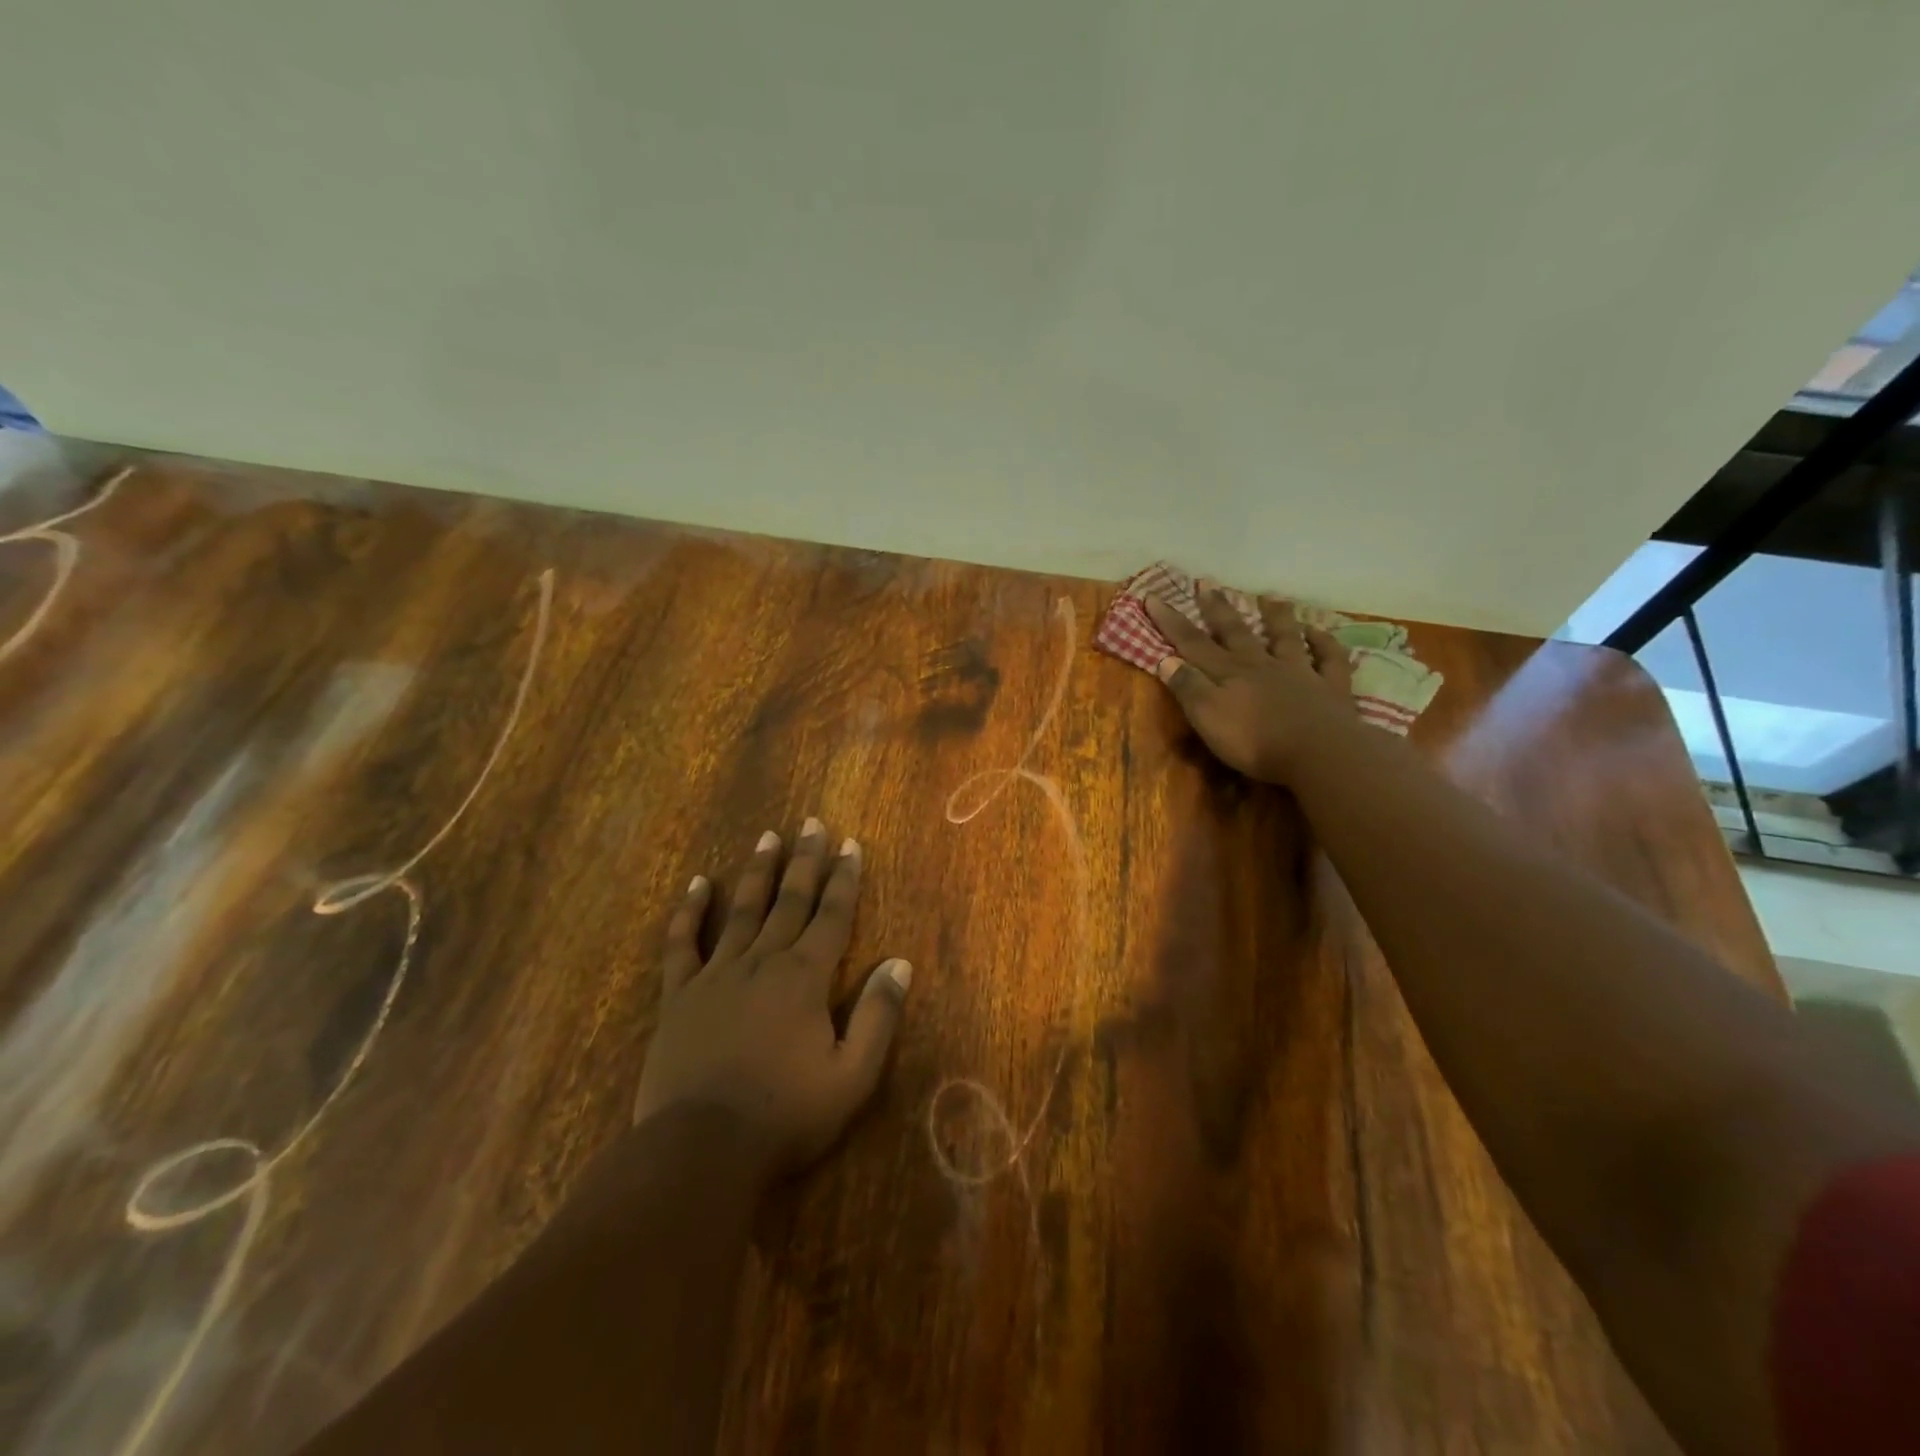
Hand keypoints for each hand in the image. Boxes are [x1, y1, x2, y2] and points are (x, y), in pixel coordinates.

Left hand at [632, 821, 911, 1176]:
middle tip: (812, 823)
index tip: (851, 844)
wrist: (700, 1149)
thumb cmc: (785, 1115)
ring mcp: (717, 975)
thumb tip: (899, 964)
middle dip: (805, 860)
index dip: (845, 879)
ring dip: (758, 871)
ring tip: (768, 837)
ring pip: (742, 910)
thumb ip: (878, 1016)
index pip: (832, 915)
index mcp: (805, 978)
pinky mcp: (680, 996)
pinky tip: (697, 884)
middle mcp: (763, 962)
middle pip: (790, 900)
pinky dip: (689, 912)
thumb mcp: (852, 1075)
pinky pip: (682, 944)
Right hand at [1145, 586, 1355, 784]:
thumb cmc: (1255, 741)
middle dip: (1217, 608)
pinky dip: (1324, 642)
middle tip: (1206, 582)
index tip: (1153, 596)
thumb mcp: (1208, 717)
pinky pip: (1329, 658)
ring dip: (1276, 617)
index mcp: (1229, 673)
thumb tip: (1166, 659)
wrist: (1318, 753)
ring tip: (1269, 597)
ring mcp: (1299, 672)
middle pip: (1236, 632)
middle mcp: (1261, 665)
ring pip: (1285, 637)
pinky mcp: (1330, 688)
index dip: (1171, 621)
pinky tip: (1318, 631)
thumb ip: (1188, 687)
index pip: (1192, 643)